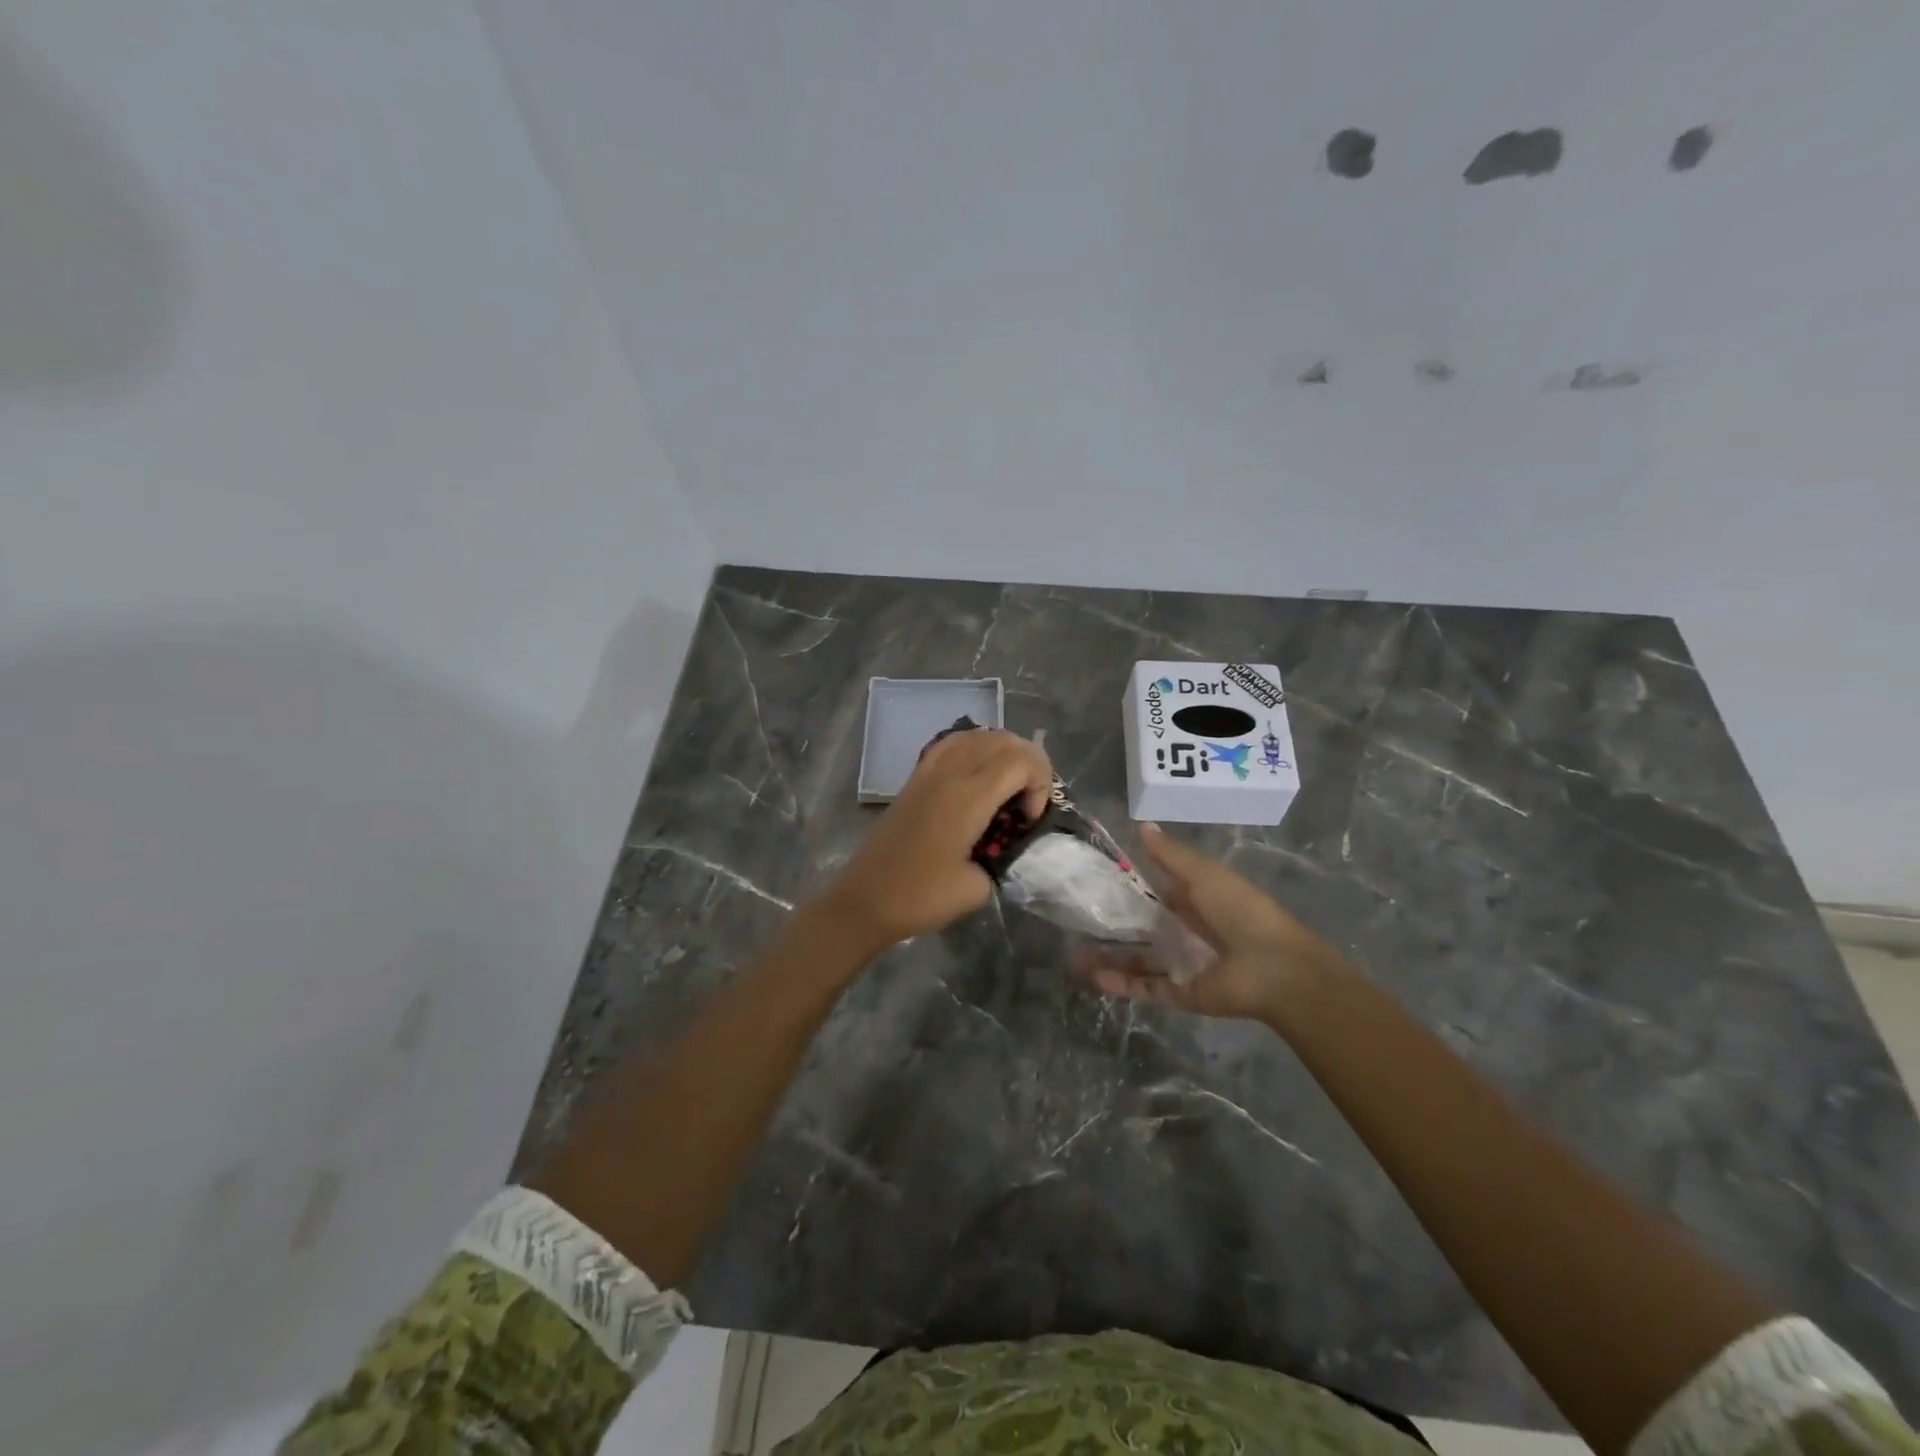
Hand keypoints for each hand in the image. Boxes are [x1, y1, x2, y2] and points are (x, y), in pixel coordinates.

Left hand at [817, 729, 1053, 953]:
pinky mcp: (915, 778)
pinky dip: (975, 749)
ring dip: (1003, 753)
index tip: (1030, 820)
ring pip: (977, 735)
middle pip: (1003, 740)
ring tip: (1009, 787)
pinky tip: (979, 775)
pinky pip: (952, 744)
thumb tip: (1008, 848)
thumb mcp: (977, 889)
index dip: (1040, 783)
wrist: (864, 900)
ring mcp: (929, 771)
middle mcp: (950, 773)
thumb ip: (1003, 860)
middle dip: (1030, 764)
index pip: (1021, 760)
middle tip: (1028, 803)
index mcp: (968, 797)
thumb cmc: (920, 896)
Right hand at [1074, 824, 1346, 1020]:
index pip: (1154, 893)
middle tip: (1074, 923)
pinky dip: (1121, 984)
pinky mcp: (1182, 993)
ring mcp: (1183, 965)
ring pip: (1138, 960)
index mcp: (1195, 900)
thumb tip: (1142, 825)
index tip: (1092, 884)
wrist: (1275, 969)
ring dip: (1109, 958)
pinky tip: (1092, 977)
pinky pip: (1146, 988)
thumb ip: (1170, 855)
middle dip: (1111, 927)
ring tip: (1073, 956)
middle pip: (1142, 929)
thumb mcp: (1203, 874)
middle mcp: (1186, 932)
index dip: (1126, 889)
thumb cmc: (1240, 911)